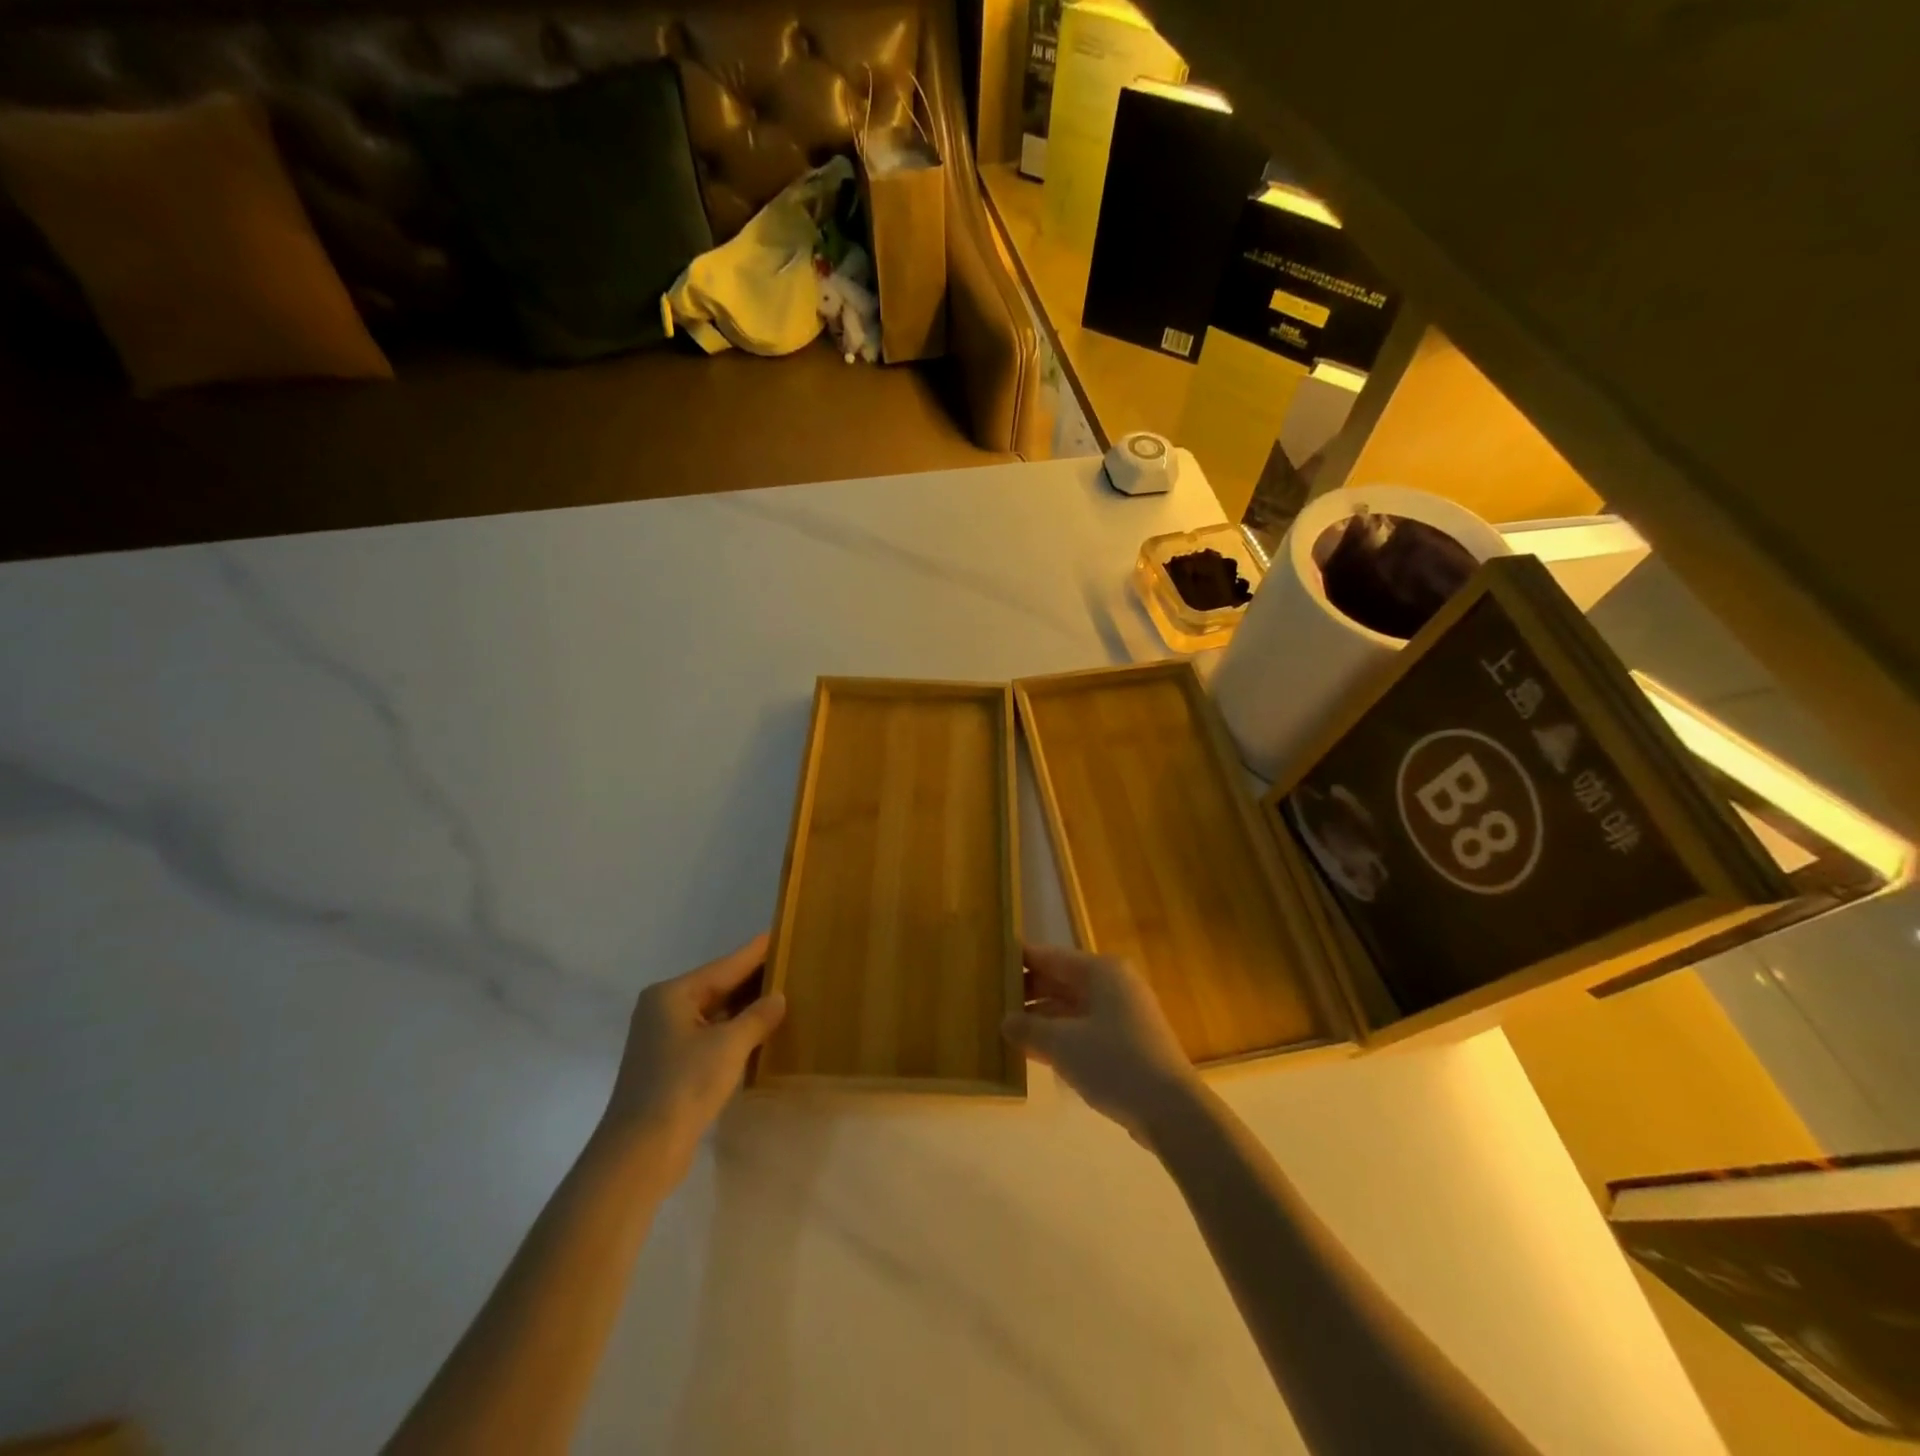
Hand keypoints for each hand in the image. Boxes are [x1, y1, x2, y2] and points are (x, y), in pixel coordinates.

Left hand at [601, 934, 786, 1183]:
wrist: (641, 1152)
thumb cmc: (684, 1085)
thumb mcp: (729, 1046)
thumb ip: (757, 1017)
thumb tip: (778, 997)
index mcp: (672, 994)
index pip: (724, 966)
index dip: (754, 952)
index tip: (778, 933)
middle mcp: (664, 1009)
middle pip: (717, 987)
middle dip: (752, 980)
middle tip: (790, 964)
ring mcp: (665, 1039)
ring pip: (714, 1013)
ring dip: (744, 1009)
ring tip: (783, 994)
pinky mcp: (670, 1066)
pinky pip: (709, 1036)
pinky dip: (733, 1032)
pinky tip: (760, 1032)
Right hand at [1003, 943, 1199, 1139]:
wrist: (1171, 1110)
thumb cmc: (1114, 1062)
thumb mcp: (1062, 1044)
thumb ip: (1028, 1029)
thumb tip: (1005, 1021)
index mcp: (1100, 971)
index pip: (1050, 956)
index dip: (1020, 960)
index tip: (989, 965)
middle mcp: (1112, 985)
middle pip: (1061, 981)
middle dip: (1028, 992)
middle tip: (990, 1001)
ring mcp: (1122, 1015)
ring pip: (1071, 1008)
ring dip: (1041, 1018)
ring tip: (1004, 1029)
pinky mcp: (1126, 1044)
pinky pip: (1083, 1030)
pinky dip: (1060, 1037)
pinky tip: (1033, 1052)